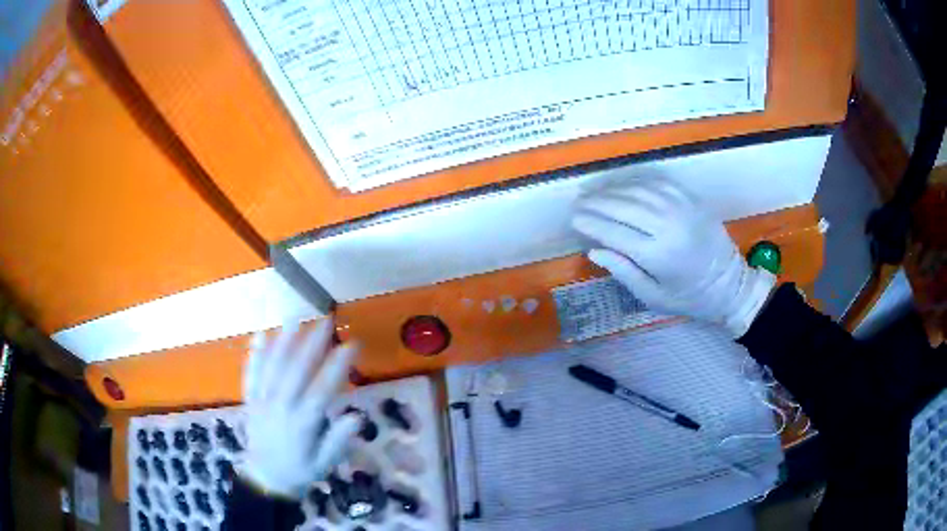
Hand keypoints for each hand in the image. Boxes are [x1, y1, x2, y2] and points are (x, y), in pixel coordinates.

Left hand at [240, 319, 361, 498]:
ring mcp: (263, 401)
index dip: (338, 365)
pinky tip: (260, 335)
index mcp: (302, 423)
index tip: (351, 345)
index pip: (323, 388)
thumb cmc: (299, 471)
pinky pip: (251, 374)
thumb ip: (338, 440)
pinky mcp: (250, 400)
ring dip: (284, 339)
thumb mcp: (324, 463)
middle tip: (326, 320)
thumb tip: (357, 416)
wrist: (265, 479)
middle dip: (312, 342)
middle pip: (296, 369)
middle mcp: (281, 406)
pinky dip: (255, 354)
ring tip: (295, 316)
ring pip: (272, 366)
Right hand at [571, 177, 775, 336]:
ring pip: (638, 191)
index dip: (591, 224)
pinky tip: (623, 187)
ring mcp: (681, 208)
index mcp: (658, 255)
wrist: (730, 284)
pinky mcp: (691, 199)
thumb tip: (595, 250)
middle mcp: (668, 225)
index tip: (574, 220)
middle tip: (578, 203)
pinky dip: (636, 183)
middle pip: (623, 207)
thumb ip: (624, 272)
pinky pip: (657, 183)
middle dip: (596, 204)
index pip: (614, 232)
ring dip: (612, 191)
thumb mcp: (653, 297)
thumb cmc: (689, 298)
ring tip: (594, 194)